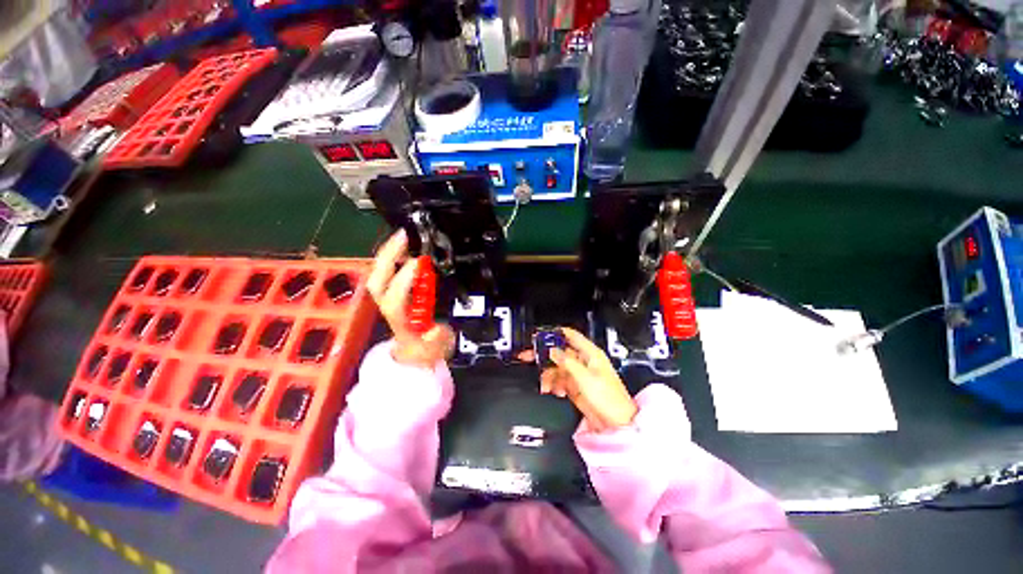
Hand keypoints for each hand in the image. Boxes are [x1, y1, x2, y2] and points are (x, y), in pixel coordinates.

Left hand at [366, 230, 454, 367]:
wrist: (415, 352)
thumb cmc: (426, 350)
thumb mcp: (437, 349)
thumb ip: (436, 341)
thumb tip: (435, 329)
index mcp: (400, 321)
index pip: (394, 299)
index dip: (403, 281)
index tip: (419, 263)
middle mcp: (390, 307)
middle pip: (378, 280)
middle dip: (388, 257)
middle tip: (404, 236)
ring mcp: (389, 298)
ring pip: (378, 274)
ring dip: (388, 252)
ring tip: (403, 235)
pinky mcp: (392, 292)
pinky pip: (386, 271)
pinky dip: (391, 256)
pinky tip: (403, 246)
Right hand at [540, 327, 637, 431]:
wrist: (616, 424)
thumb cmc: (610, 399)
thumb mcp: (585, 378)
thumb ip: (567, 362)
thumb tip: (553, 351)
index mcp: (590, 354)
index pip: (570, 336)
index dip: (554, 333)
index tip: (539, 335)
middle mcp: (583, 361)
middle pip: (559, 352)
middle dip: (544, 355)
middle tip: (528, 356)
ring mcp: (578, 374)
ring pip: (556, 368)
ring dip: (548, 376)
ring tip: (545, 385)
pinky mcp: (575, 386)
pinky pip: (559, 381)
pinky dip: (553, 385)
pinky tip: (554, 391)